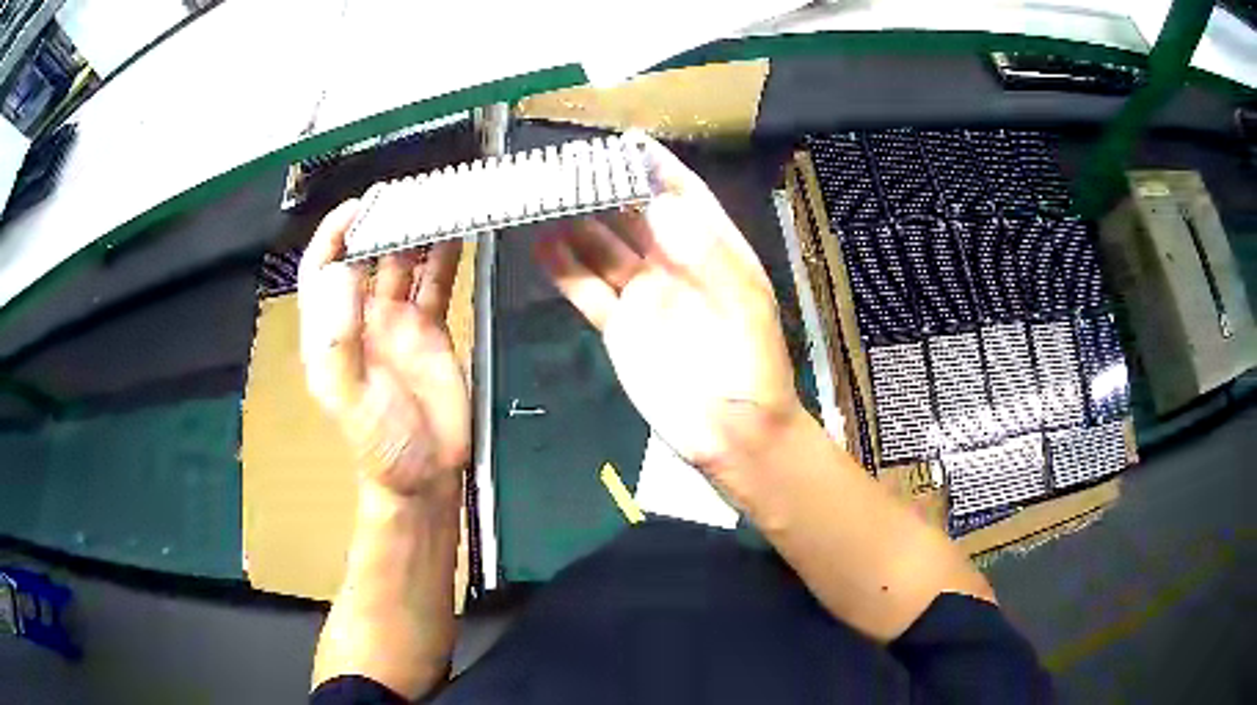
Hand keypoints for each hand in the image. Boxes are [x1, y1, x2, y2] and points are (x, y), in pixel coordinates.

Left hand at [298, 200, 470, 499]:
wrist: (426, 473)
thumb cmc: (379, 442)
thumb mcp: (349, 396)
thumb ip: (339, 339)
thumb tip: (342, 270)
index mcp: (332, 331)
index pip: (322, 268)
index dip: (334, 234)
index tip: (359, 206)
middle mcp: (361, 317)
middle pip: (365, 256)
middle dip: (380, 223)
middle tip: (406, 193)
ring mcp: (397, 321)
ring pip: (403, 262)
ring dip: (414, 233)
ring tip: (433, 202)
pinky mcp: (431, 329)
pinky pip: (436, 282)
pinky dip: (445, 256)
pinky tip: (456, 232)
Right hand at [533, 134, 803, 490]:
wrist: (732, 433)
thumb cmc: (751, 366)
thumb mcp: (743, 305)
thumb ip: (706, 254)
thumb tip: (661, 204)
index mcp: (715, 251)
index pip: (685, 196)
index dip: (658, 168)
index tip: (627, 142)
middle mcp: (677, 264)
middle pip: (635, 216)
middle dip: (606, 189)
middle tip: (570, 165)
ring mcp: (646, 295)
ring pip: (604, 248)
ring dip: (576, 223)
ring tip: (546, 196)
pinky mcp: (620, 326)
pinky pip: (587, 290)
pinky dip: (564, 269)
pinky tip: (541, 244)